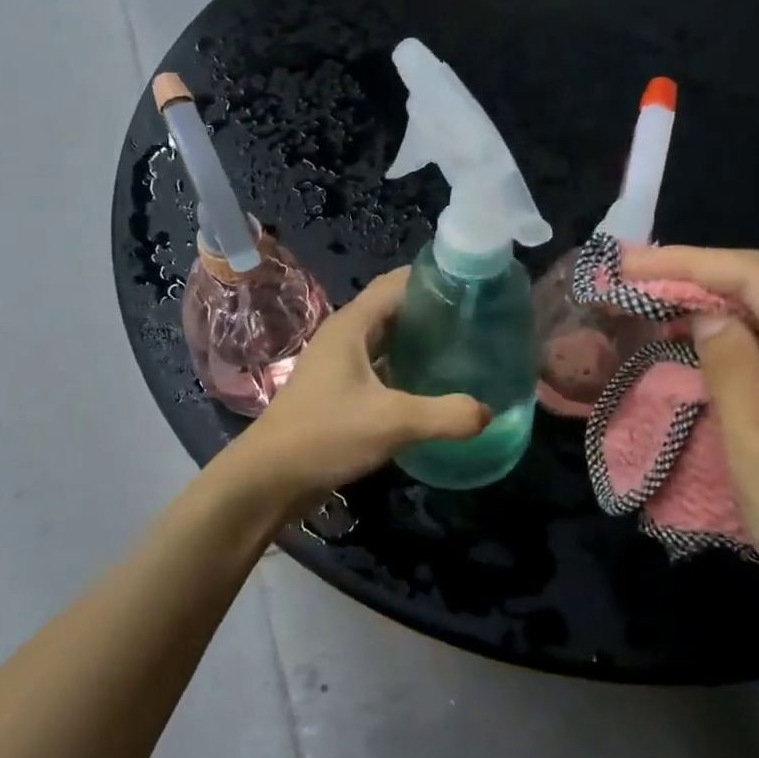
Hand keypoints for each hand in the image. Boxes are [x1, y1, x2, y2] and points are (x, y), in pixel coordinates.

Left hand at [226, 268, 489, 509]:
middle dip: (433, 309)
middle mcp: (345, 336)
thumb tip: (489, 412)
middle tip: (479, 318)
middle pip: (395, 309)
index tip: (474, 284)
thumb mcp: (392, 422)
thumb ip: (445, 415)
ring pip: (388, 340)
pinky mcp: (340, 391)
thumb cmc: (325, 435)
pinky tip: (435, 385)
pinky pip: (381, 367)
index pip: (397, 283)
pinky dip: (407, 368)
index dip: (433, 278)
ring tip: (465, 347)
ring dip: (420, 340)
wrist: (268, 479)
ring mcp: (340, 365)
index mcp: (352, 325)